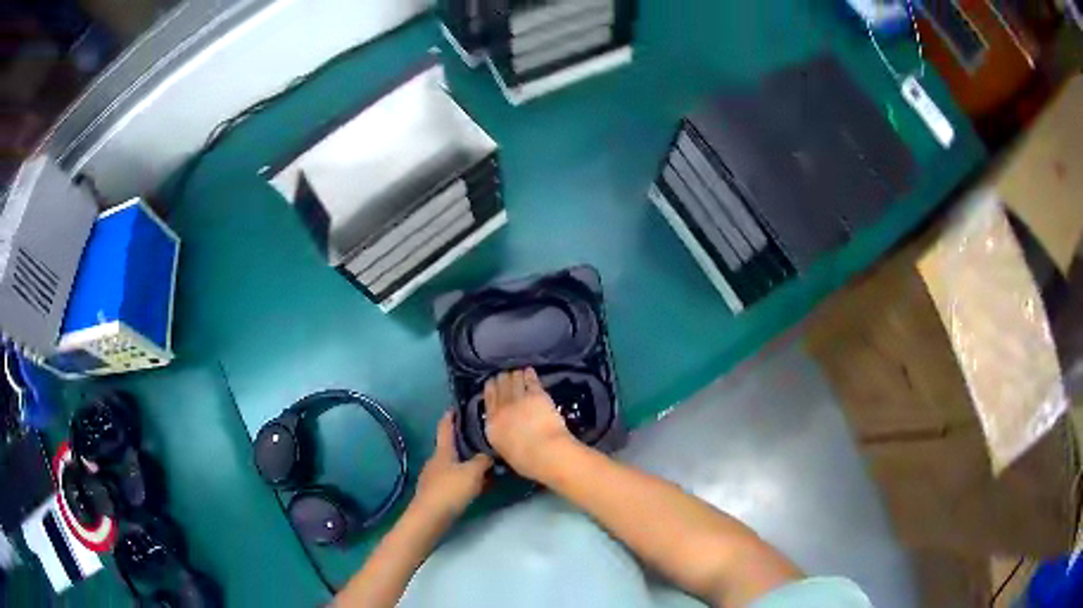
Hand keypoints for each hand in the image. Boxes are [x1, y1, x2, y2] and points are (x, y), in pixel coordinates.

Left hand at [414, 411, 491, 518]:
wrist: (430, 517)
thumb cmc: (450, 490)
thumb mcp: (473, 473)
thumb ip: (483, 461)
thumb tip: (489, 454)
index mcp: (443, 451)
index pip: (446, 427)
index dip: (451, 416)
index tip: (457, 406)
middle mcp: (436, 460)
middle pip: (450, 447)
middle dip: (464, 442)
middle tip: (482, 438)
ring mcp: (434, 477)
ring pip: (453, 464)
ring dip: (466, 463)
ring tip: (484, 463)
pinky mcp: (436, 492)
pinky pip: (453, 480)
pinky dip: (464, 478)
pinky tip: (476, 485)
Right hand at [484, 368, 577, 481]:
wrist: (546, 452)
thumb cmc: (527, 461)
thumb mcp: (505, 450)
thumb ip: (502, 435)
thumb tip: (504, 429)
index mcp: (492, 425)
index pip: (488, 400)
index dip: (490, 388)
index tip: (492, 383)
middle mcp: (502, 408)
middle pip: (499, 386)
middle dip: (501, 379)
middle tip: (505, 375)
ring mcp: (519, 399)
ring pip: (513, 380)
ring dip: (514, 375)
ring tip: (517, 372)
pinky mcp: (536, 395)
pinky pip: (530, 380)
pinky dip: (528, 374)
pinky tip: (529, 371)